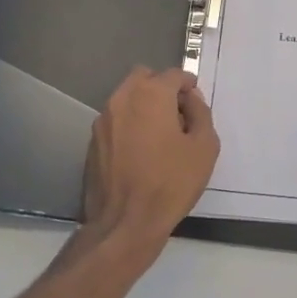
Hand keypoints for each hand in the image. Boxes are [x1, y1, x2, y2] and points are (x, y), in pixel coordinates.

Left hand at [79, 67, 219, 266]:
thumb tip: (190, 100)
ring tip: (160, 134)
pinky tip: (141, 150)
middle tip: (178, 113)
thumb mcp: (204, 147)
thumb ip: (201, 114)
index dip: (188, 84)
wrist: (125, 223)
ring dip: (144, 105)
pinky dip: (130, 124)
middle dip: (162, 87)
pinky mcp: (93, 141)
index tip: (195, 101)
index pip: (173, 74)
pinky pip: (116, 120)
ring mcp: (103, 120)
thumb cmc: (171, 183)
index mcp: (150, 95)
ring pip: (126, 97)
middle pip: (144, 78)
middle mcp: (122, 99)